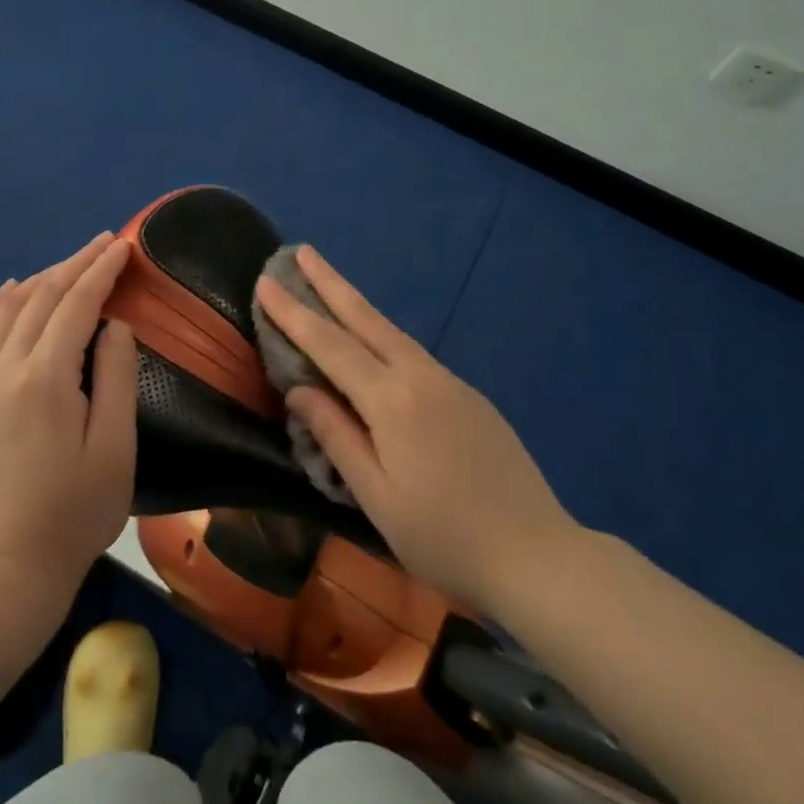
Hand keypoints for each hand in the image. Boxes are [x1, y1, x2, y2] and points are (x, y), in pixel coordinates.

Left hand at [0, 233, 137, 597]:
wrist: (10, 566)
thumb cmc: (77, 510)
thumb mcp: (116, 445)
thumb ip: (118, 375)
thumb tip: (113, 324)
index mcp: (46, 378)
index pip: (76, 304)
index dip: (101, 271)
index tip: (122, 245)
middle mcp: (5, 369)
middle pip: (41, 298)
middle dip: (75, 265)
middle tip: (103, 244)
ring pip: (7, 311)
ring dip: (40, 279)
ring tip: (68, 264)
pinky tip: (7, 291)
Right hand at [256, 246, 581, 615]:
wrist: (537, 553)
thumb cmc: (445, 536)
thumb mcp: (378, 497)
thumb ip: (336, 437)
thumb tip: (299, 390)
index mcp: (391, 400)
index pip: (330, 345)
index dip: (294, 314)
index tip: (266, 282)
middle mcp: (419, 375)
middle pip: (364, 317)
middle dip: (329, 282)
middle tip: (301, 250)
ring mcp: (448, 380)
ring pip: (390, 330)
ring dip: (355, 303)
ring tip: (328, 283)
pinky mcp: (467, 394)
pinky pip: (412, 351)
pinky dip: (382, 332)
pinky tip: (373, 340)